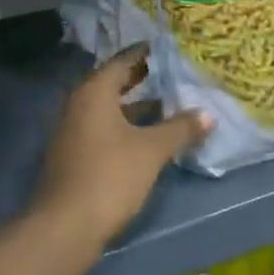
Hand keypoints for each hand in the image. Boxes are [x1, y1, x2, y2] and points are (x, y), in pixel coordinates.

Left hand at [31, 45, 213, 250]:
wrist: (65, 227)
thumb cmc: (109, 176)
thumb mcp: (151, 150)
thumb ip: (180, 129)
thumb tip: (208, 114)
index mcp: (94, 92)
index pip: (122, 62)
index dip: (145, 54)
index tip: (167, 47)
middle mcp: (79, 104)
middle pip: (113, 84)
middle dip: (143, 80)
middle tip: (173, 74)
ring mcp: (73, 132)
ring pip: (109, 110)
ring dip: (136, 108)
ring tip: (169, 107)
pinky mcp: (74, 157)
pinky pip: (104, 130)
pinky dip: (125, 128)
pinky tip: (149, 139)